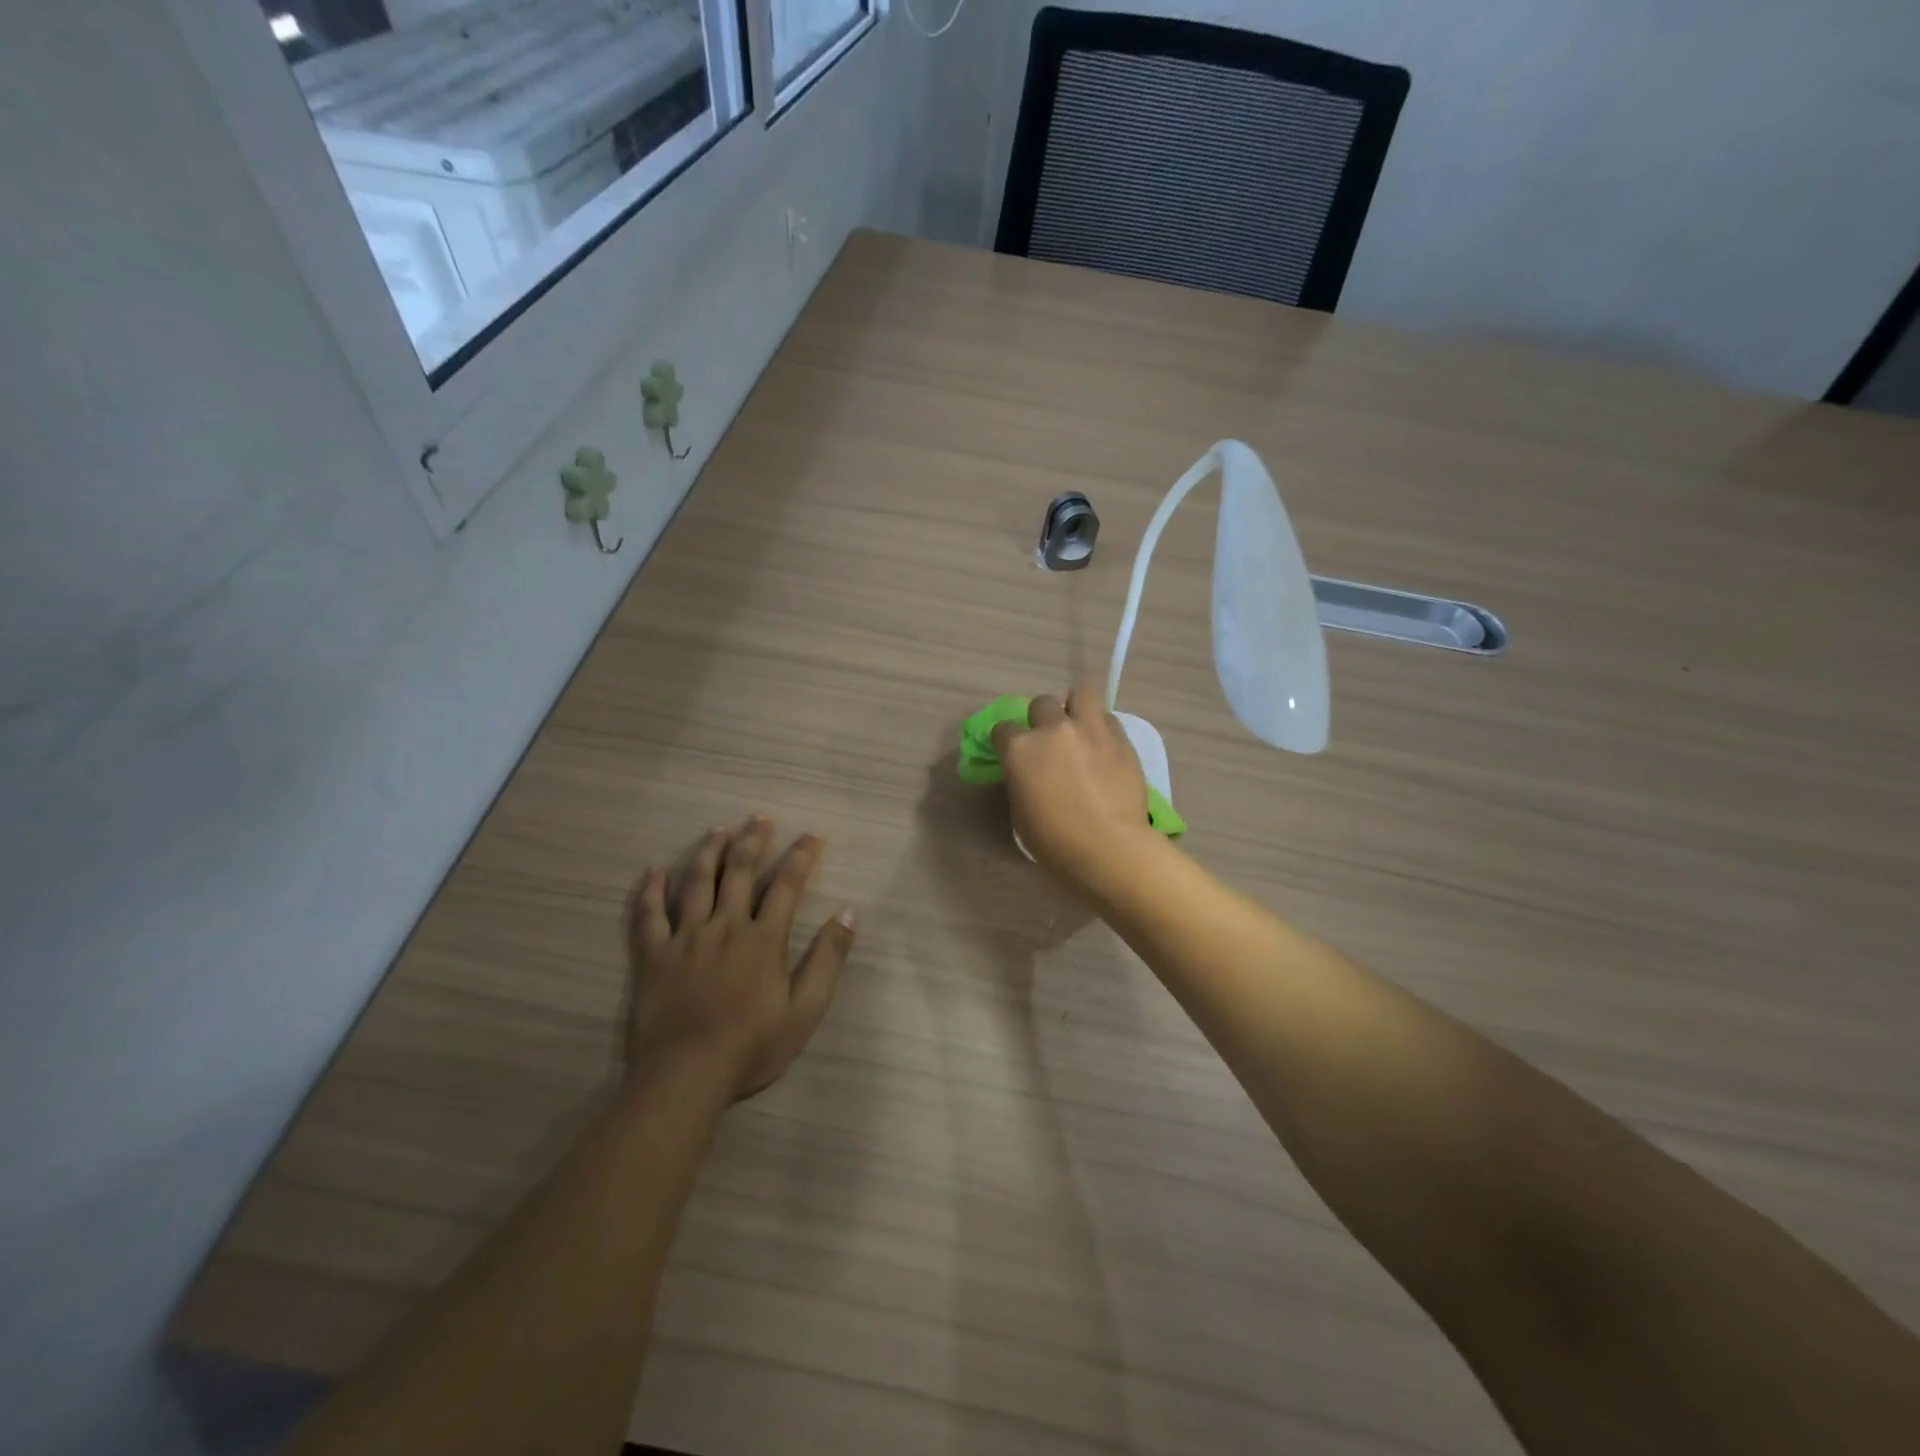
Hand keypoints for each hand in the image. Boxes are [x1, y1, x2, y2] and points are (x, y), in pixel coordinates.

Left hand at [627, 817, 855, 1100]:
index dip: (801, 856)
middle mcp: (725, 926)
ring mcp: (685, 938)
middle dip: (753, 841)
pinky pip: (649, 915)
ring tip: (718, 830)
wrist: (687, 1076)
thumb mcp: (806, 1009)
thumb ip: (828, 958)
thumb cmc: (752, 1046)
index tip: (812, 835)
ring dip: (709, 852)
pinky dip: (651, 889)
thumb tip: (849, 912)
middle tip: (760, 818)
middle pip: (739, 872)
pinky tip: (654, 870)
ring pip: (696, 882)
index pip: (786, 885)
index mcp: (763, 938)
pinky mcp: (654, 956)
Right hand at [991, 678, 1160, 890]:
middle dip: (1041, 719)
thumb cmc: (1055, 842)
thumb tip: (1027, 774)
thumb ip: (1021, 781)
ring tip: (1079, 727)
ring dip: (1076, 706)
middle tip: (1049, 741)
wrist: (1110, 848)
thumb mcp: (1020, 813)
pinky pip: (1109, 718)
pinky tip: (1104, 747)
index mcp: (1020, 749)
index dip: (1006, 741)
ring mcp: (1090, 730)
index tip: (1013, 755)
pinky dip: (1102, 727)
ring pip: (1081, 691)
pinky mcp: (1121, 739)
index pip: (1003, 728)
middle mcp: (1052, 730)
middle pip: (1041, 703)